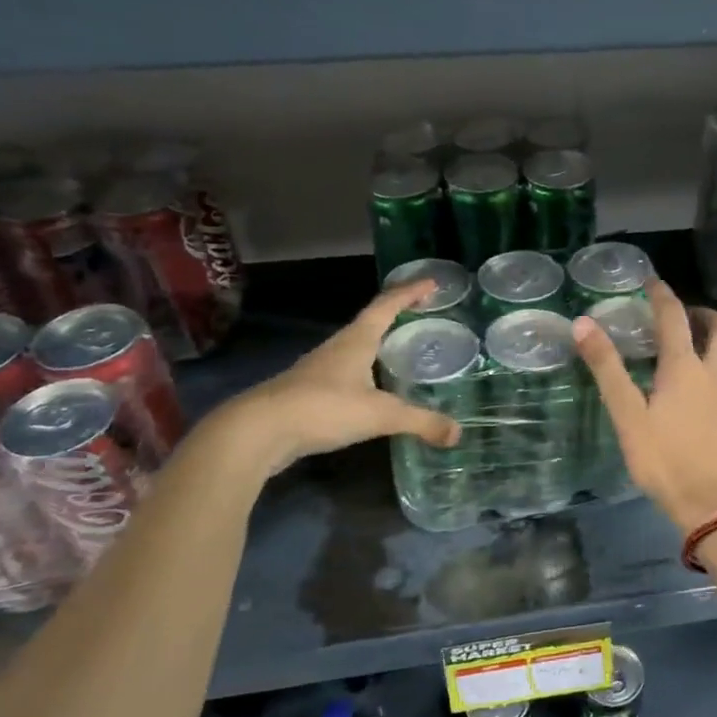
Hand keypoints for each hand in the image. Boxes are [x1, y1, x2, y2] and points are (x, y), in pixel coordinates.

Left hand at [212, 280, 461, 476]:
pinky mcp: (309, 392)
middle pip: (371, 322)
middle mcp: (338, 347)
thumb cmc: (323, 408)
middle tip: (423, 315)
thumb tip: (457, 433)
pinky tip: (373, 389)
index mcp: (357, 340)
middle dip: (397, 315)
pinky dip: (366, 372)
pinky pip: (346, 372)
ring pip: (356, 348)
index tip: (432, 283)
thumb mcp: (380, 415)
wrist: (258, 431)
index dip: (410, 293)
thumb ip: (420, 422)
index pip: (387, 305)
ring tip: (402, 350)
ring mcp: (320, 369)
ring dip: (379, 344)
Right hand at [574, 280, 716, 534]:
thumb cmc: (664, 458)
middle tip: (674, 314)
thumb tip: (583, 324)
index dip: (662, 295)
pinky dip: (706, 362)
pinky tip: (685, 384)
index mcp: (685, 367)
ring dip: (705, 337)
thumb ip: (606, 369)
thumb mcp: (627, 415)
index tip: (650, 281)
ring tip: (676, 345)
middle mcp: (712, 373)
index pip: (675, 317)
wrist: (709, 504)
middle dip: (700, 312)